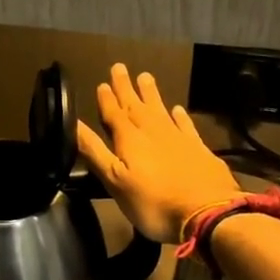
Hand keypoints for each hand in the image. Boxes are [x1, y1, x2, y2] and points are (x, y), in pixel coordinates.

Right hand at [77, 64, 242, 243]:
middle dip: (126, 88)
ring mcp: (179, 138)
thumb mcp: (114, 181)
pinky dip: (180, 116)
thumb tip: (73, 124)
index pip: (114, 114)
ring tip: (145, 76)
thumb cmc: (152, 202)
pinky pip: (186, 125)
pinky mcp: (199, 149)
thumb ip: (94, 151)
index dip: (107, 99)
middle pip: (136, 105)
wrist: (206, 213)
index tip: (102, 83)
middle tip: (120, 67)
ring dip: (151, 94)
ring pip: (160, 110)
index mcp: (129, 139)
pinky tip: (178, 109)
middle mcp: (153, 131)